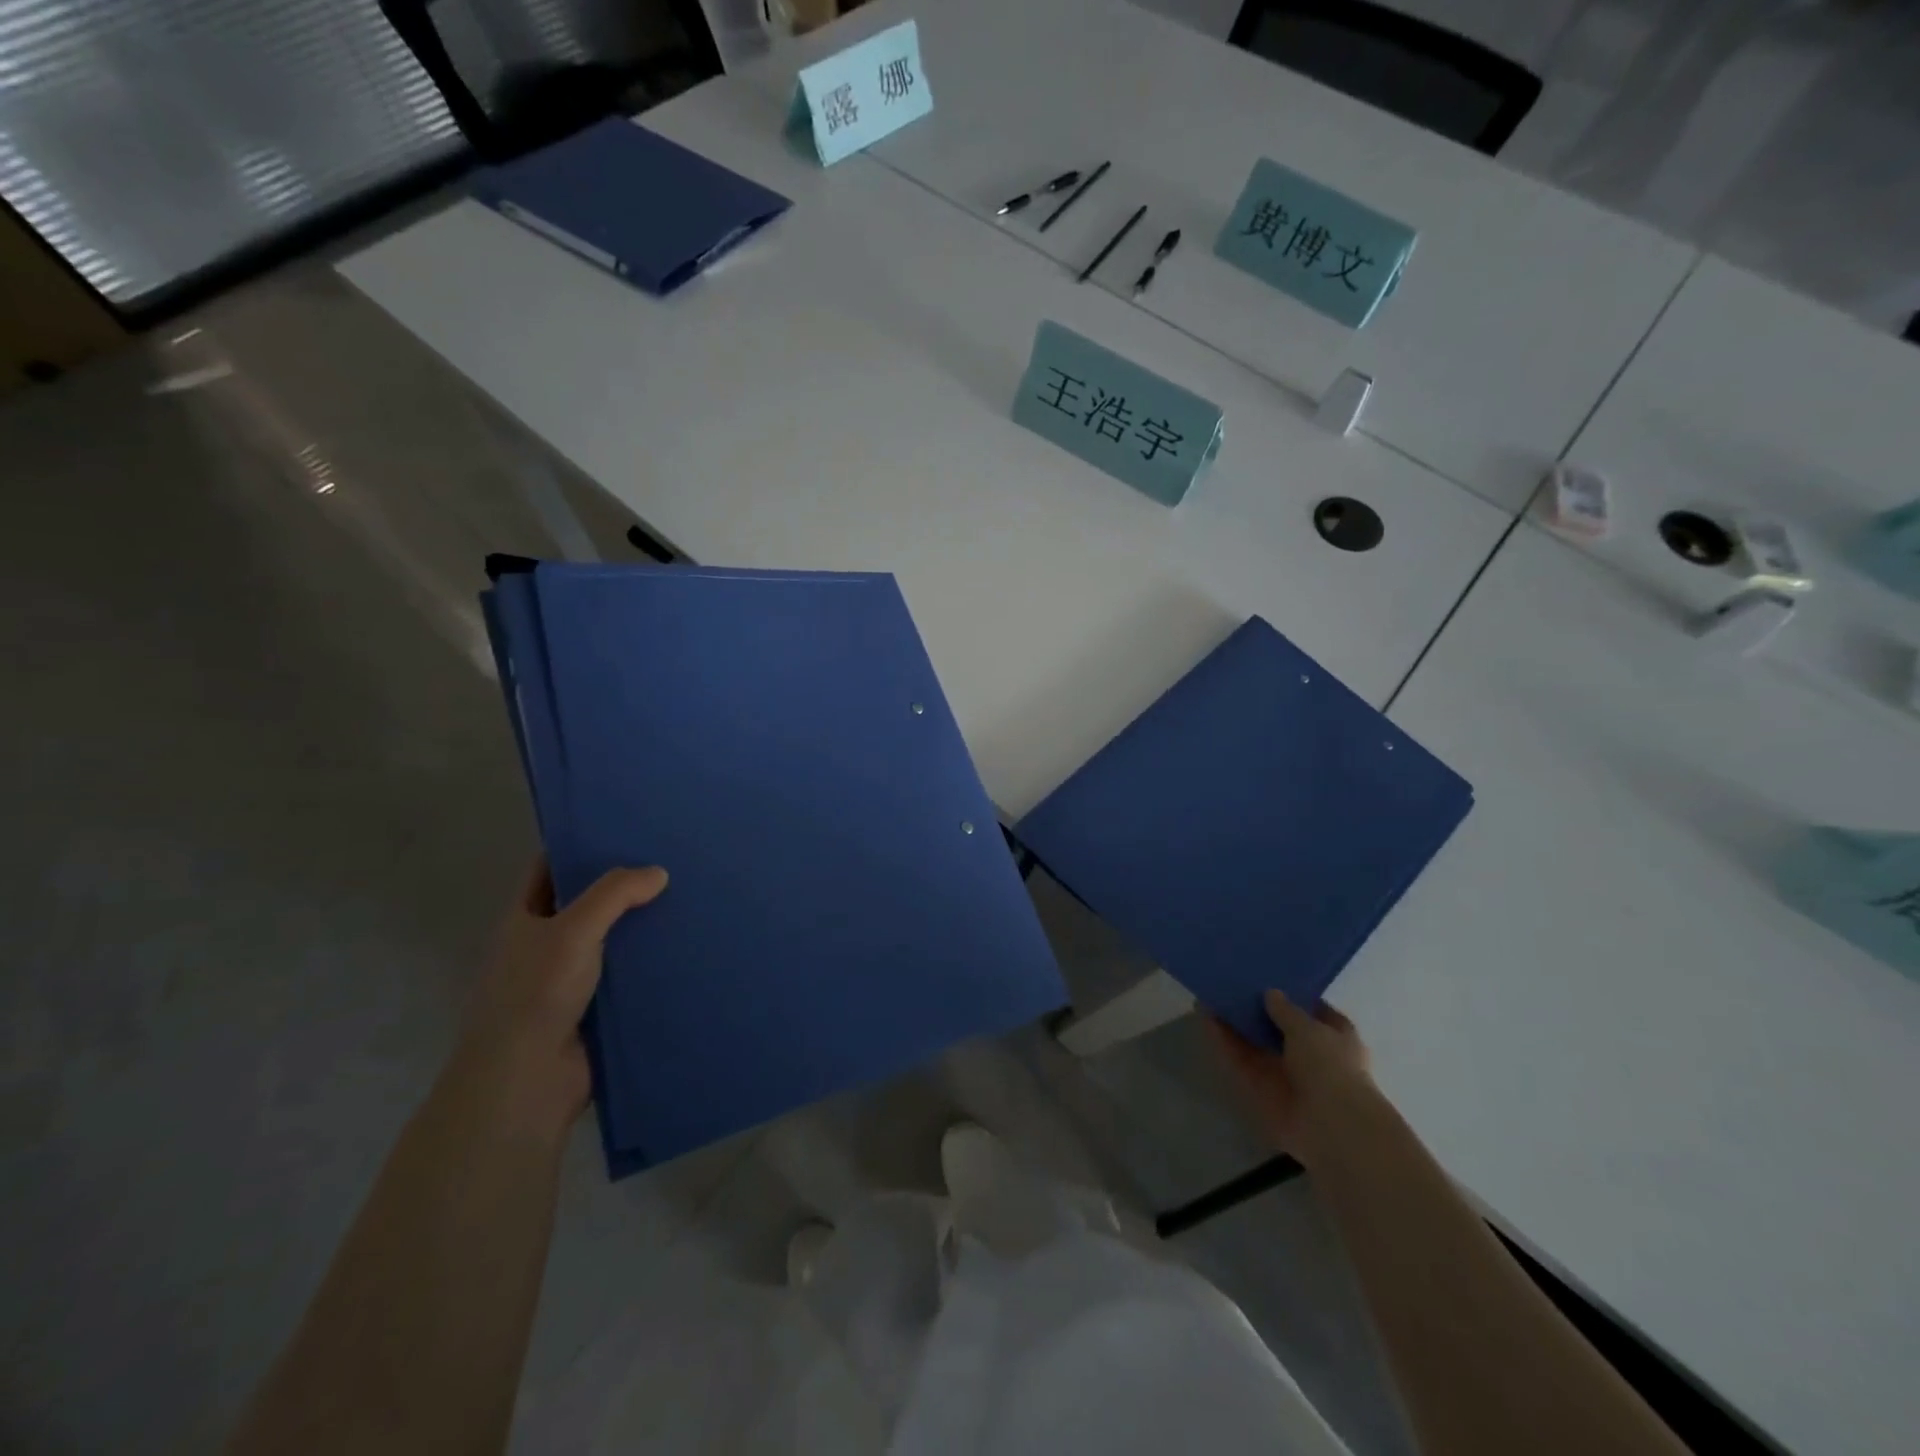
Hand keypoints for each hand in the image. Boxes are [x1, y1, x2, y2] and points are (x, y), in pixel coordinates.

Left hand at [452, 858, 668, 1135]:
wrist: (528, 1080)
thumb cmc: (536, 994)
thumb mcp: (572, 929)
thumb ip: (615, 894)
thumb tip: (659, 873)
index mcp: (524, 919)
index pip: (549, 869)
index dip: (579, 846)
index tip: (621, 827)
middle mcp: (545, 945)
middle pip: (587, 903)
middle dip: (623, 885)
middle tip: (671, 859)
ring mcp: (571, 979)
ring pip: (613, 940)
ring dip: (643, 926)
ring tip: (691, 898)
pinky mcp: (598, 1008)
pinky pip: (629, 975)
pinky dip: (652, 963)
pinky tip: (688, 947)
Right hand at [1209, 990, 1375, 1166]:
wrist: (1330, 1126)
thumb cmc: (1330, 1066)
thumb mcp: (1308, 1027)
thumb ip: (1285, 1009)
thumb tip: (1271, 993)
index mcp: (1336, 1038)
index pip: (1315, 1012)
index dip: (1294, 997)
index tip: (1269, 979)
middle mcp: (1312, 1056)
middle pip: (1279, 1028)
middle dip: (1257, 1010)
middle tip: (1232, 986)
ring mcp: (1286, 1075)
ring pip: (1256, 1044)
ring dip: (1235, 1024)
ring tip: (1209, 997)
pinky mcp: (1262, 1090)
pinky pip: (1240, 1062)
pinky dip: (1224, 1043)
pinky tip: (1205, 1019)